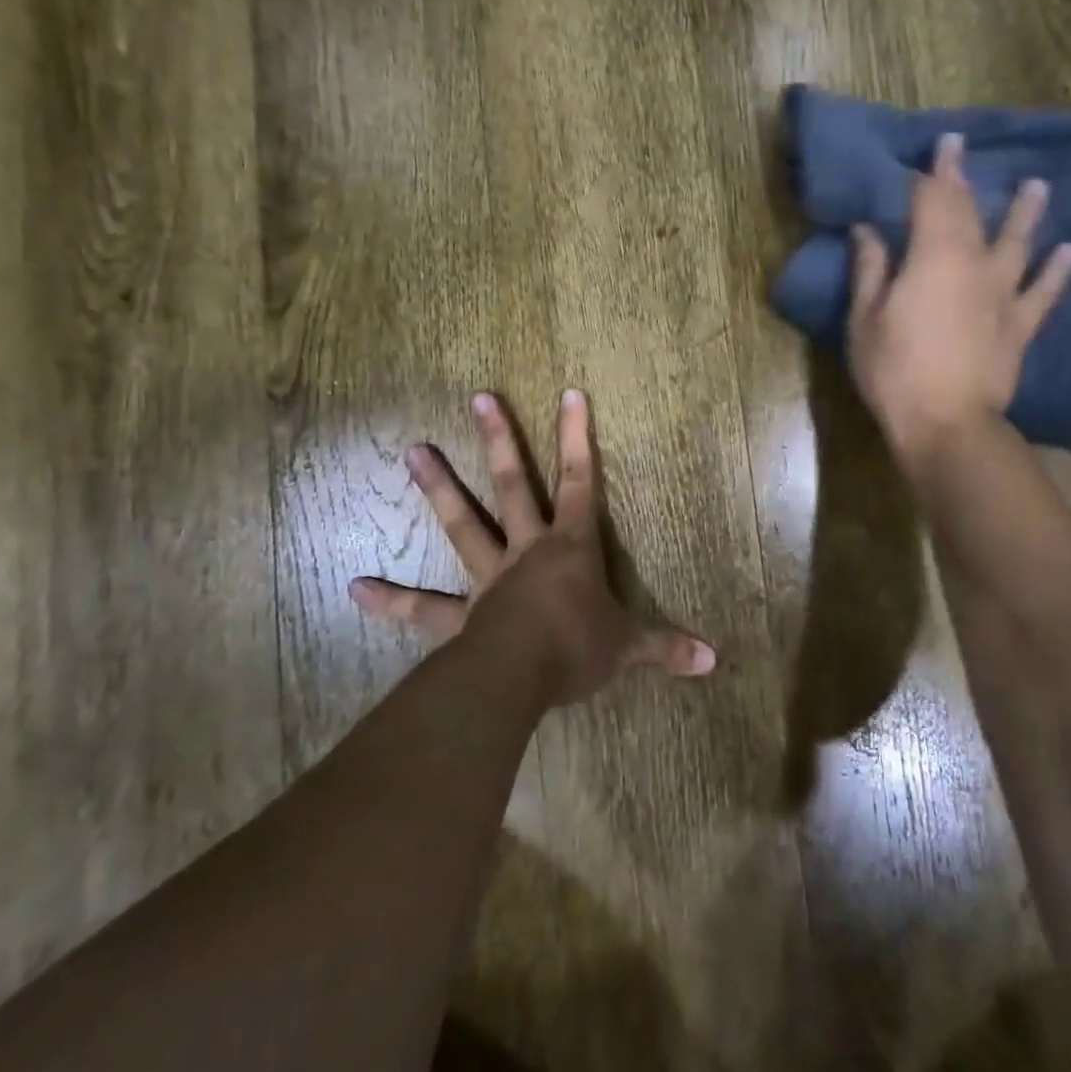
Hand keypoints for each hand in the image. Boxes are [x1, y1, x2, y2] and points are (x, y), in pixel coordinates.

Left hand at [349, 389, 716, 707]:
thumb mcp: (630, 646)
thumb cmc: (578, 649)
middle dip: (500, 439)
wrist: (521, 679)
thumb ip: (668, 648)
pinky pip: (423, 608)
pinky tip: (356, 588)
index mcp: (571, 547)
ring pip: (463, 524)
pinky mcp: (461, 616)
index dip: (577, 437)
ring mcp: (489, 578)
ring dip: (439, 489)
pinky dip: (391, 600)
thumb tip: (714, 661)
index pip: (581, 481)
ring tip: (413, 451)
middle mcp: (527, 550)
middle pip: (513, 485)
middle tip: (478, 397)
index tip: (568, 392)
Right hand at [848, 133, 1070, 464]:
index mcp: (931, 258)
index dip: (934, 172)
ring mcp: (1002, 295)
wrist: (946, 423)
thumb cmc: (893, 371)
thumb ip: (870, 270)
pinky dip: (1058, 270)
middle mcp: (973, 265)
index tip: (941, 145)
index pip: (932, 201)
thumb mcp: (865, 320)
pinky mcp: (1020, 326)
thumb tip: (867, 230)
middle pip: (970, 214)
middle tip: (966, 152)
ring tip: (1037, 186)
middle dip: (965, 181)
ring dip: (1025, 213)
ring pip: (1017, 243)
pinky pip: (1044, 293)